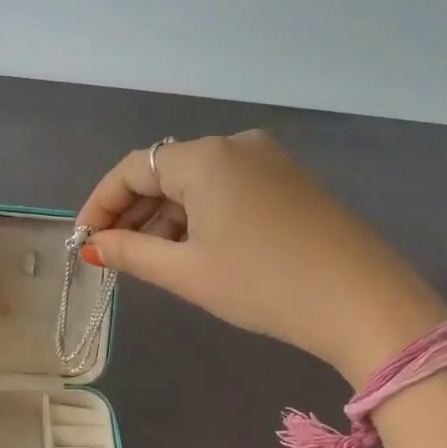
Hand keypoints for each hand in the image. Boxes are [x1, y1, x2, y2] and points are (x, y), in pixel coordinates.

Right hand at [75, 131, 446, 382]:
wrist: (363, 302)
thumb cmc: (263, 285)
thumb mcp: (187, 272)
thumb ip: (131, 253)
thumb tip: (94, 246)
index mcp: (205, 157)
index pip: (133, 169)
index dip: (100, 204)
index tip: (83, 242)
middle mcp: (235, 145)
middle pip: (165, 172)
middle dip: (133, 212)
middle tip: (113, 255)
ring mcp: (269, 160)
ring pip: (197, 182)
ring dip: (167, 217)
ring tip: (152, 260)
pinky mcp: (291, 181)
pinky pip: (228, 189)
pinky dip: (201, 215)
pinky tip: (195, 250)